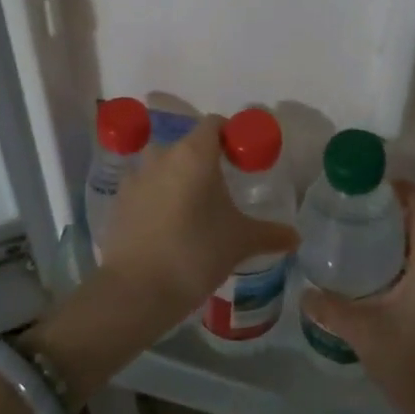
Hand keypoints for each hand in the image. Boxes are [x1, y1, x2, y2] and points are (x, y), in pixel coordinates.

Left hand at [97, 114, 300, 332]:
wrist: (137, 289)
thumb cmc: (196, 252)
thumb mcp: (240, 242)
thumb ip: (270, 234)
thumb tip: (295, 237)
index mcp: (194, 153)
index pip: (215, 125)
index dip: (231, 137)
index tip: (243, 161)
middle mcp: (162, 155)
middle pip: (187, 145)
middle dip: (204, 162)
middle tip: (222, 190)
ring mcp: (136, 177)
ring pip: (163, 167)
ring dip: (177, 179)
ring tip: (194, 210)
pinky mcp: (119, 201)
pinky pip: (144, 189)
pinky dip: (157, 198)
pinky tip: (168, 226)